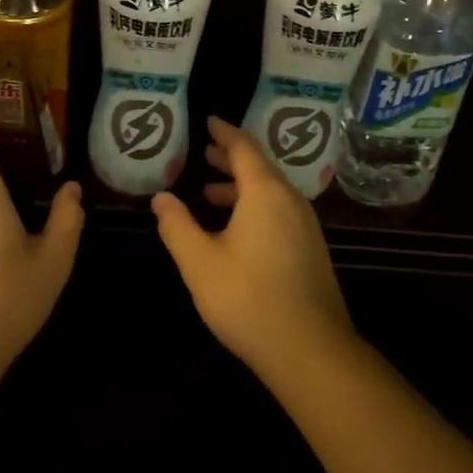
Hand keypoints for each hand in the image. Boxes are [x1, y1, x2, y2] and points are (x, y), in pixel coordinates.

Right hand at [151, 116, 355, 384]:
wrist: (312, 351)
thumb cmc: (249, 299)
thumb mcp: (200, 263)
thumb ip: (177, 226)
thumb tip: (160, 198)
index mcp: (265, 192)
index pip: (243, 147)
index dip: (224, 133)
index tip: (208, 121)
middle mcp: (290, 199)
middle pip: (259, 166)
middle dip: (230, 158)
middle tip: (204, 153)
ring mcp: (305, 225)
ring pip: (270, 191)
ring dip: (241, 186)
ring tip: (210, 194)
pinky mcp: (311, 249)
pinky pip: (280, 210)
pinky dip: (255, 206)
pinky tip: (237, 230)